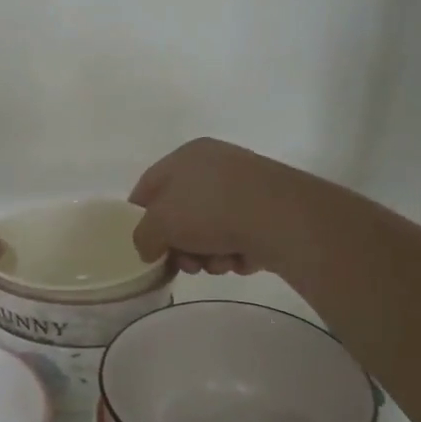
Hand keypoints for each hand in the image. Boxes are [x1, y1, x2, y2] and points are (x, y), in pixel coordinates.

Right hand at [129, 138, 309, 276]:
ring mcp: (246, 187)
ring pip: (211, 229)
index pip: (149, 187)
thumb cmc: (209, 210)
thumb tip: (150, 248)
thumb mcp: (159, 224)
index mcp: (186, 156)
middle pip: (182, 213)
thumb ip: (143, 237)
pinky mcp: (270, 210)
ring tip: (218, 265)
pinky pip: (240, 236)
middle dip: (180, 246)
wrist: (280, 217)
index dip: (140, 218)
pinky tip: (240, 260)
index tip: (143, 247)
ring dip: (208, 254)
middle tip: (185, 265)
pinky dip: (236, 252)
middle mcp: (216, 165)